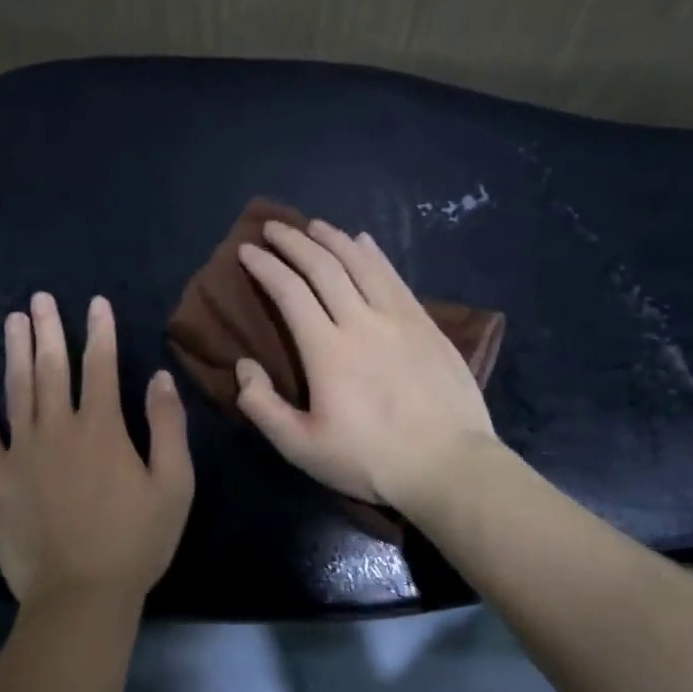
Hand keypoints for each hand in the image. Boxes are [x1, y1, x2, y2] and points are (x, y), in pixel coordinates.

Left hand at [0, 293, 193, 607]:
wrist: (79, 595)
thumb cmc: (135, 542)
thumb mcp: (174, 485)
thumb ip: (168, 427)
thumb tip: (159, 377)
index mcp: (102, 428)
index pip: (101, 366)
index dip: (99, 332)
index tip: (95, 303)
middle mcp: (59, 428)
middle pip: (52, 367)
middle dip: (49, 329)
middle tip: (40, 298)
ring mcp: (22, 450)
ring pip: (18, 388)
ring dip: (15, 351)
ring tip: (13, 320)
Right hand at [235, 219, 497, 512]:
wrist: (448, 466)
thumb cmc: (370, 460)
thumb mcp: (301, 447)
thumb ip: (262, 406)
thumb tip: (243, 366)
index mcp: (327, 350)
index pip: (289, 292)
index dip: (265, 267)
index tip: (247, 250)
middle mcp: (361, 321)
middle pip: (323, 266)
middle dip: (293, 241)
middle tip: (273, 227)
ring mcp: (399, 319)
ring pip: (361, 263)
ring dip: (333, 239)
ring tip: (314, 225)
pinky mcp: (426, 325)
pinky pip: (395, 277)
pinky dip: (374, 254)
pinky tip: (365, 242)